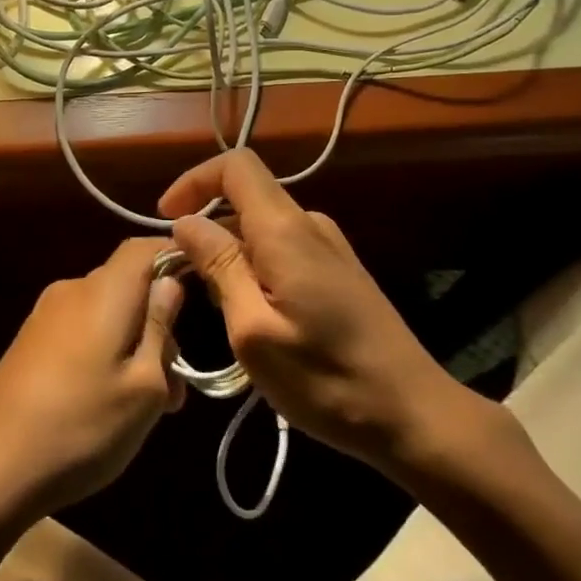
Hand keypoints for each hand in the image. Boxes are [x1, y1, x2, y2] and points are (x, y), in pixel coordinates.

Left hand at [0, 238, 184, 529]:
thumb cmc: (81, 427)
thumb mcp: (144, 388)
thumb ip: (161, 328)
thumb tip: (171, 282)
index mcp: (103, 291)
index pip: (144, 247)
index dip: (175, 257)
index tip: (203, 291)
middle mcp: (72, 290)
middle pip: (127, 284)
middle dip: (159, 321)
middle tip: (177, 384)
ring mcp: (45, 315)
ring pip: (106, 312)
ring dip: (135, 344)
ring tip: (150, 405)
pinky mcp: (30, 341)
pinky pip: (81, 329)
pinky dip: (106, 351)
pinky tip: (110, 402)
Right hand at [160, 150, 523, 493]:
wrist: (414, 414)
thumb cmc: (327, 380)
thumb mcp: (254, 331)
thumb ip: (219, 267)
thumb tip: (186, 222)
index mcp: (285, 230)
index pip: (235, 166)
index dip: (194, 181)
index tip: (165, 218)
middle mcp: (309, 223)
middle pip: (246, 196)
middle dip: (207, 226)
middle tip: (185, 280)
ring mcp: (328, 245)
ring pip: (262, 225)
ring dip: (229, 251)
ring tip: (218, 305)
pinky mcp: (338, 269)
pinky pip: (282, 246)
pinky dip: (254, 264)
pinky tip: (254, 313)